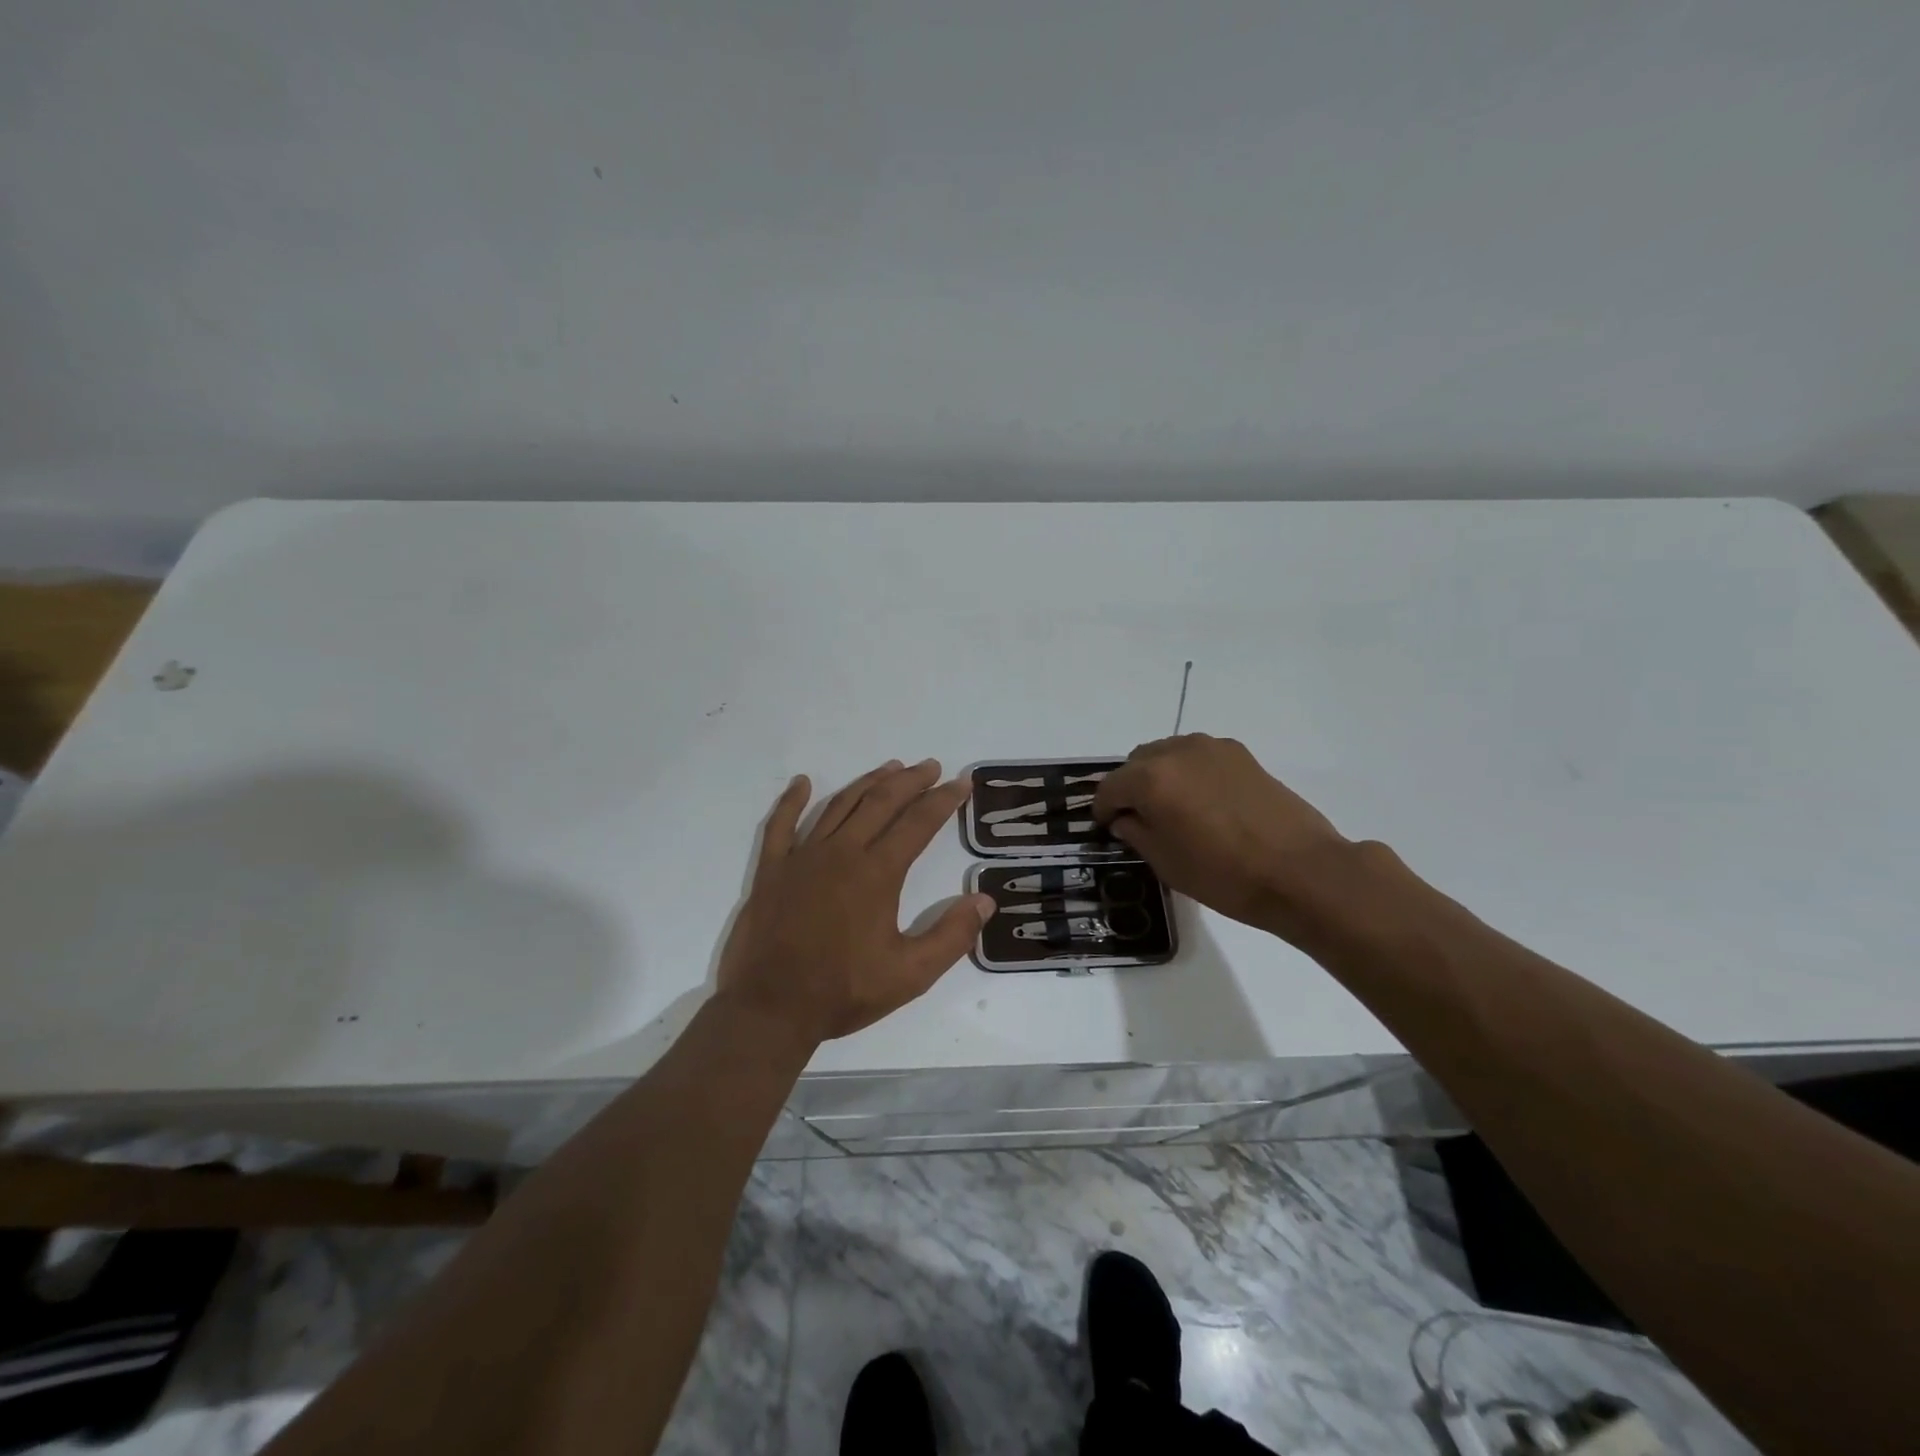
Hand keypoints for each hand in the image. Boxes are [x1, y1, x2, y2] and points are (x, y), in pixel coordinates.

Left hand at [716, 760, 993, 1044]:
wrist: (771, 1008)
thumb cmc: (843, 991)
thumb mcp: (910, 974)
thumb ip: (952, 936)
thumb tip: (985, 900)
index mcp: (877, 873)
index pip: (918, 823)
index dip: (943, 799)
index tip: (961, 783)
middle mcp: (842, 852)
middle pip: (881, 802)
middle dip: (910, 781)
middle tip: (930, 767)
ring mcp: (802, 857)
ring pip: (839, 805)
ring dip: (867, 783)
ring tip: (889, 768)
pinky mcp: (772, 870)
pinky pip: (781, 824)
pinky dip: (792, 800)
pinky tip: (802, 782)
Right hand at [1092, 734, 1351, 932]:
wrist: (1301, 871)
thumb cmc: (1225, 875)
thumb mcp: (1166, 863)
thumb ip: (1136, 833)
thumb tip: (1125, 818)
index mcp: (1150, 779)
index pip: (1109, 788)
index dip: (1102, 810)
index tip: (1106, 829)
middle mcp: (1176, 751)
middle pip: (1136, 763)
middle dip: (1130, 788)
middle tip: (1139, 819)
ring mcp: (1211, 748)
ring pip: (1167, 754)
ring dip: (1159, 776)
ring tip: (1172, 809)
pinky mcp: (1240, 754)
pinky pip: (1197, 756)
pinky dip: (1188, 772)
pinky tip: (1203, 803)